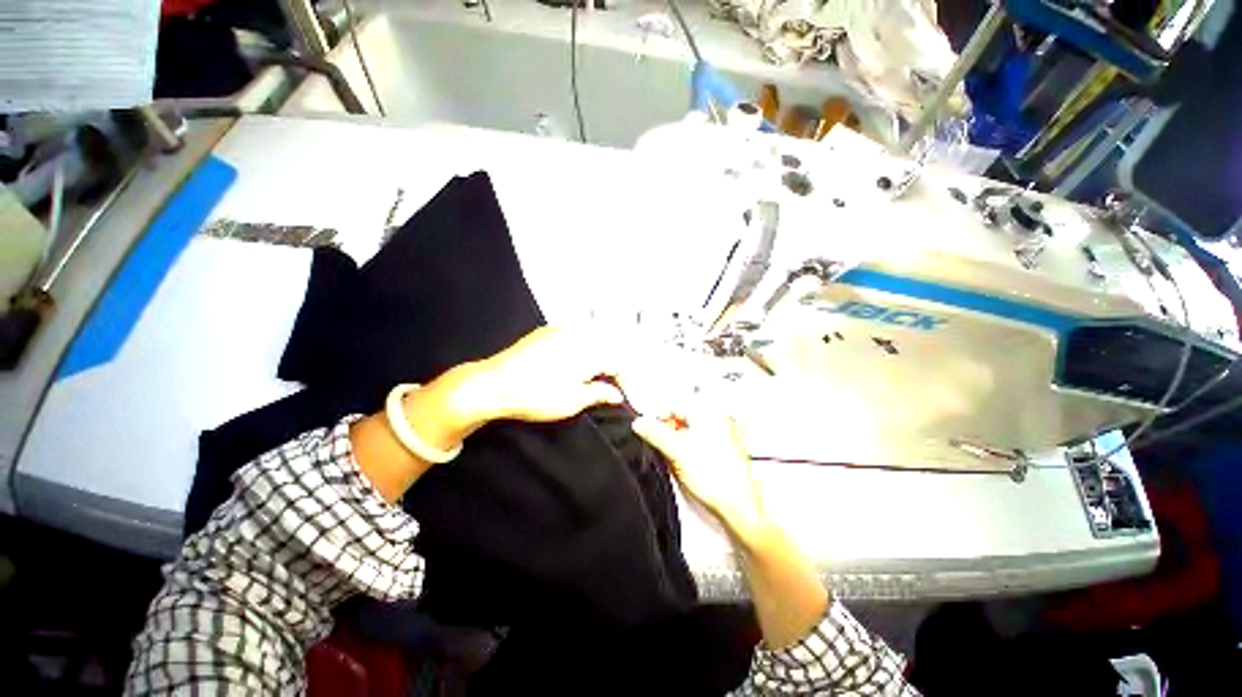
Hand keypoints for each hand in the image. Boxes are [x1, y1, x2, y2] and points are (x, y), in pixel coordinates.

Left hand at [461, 327, 627, 423]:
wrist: (494, 383)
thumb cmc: (537, 395)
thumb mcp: (574, 400)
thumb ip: (600, 393)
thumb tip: (616, 394)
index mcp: (591, 350)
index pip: (620, 363)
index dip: (627, 382)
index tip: (626, 397)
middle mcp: (580, 334)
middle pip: (609, 349)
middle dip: (615, 369)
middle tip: (614, 388)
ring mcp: (562, 329)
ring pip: (593, 340)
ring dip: (600, 358)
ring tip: (597, 378)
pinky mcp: (547, 331)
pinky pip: (576, 336)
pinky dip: (584, 350)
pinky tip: (576, 364)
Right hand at [632, 408, 768, 541]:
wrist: (738, 505)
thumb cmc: (714, 477)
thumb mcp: (676, 451)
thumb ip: (655, 433)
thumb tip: (638, 422)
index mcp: (709, 412)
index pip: (676, 403)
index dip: (659, 415)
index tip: (648, 428)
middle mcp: (718, 418)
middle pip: (683, 415)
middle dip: (668, 428)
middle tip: (660, 444)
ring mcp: (723, 433)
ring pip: (690, 428)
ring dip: (677, 438)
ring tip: (673, 456)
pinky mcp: (724, 449)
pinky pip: (699, 440)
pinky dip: (688, 447)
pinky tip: (684, 462)